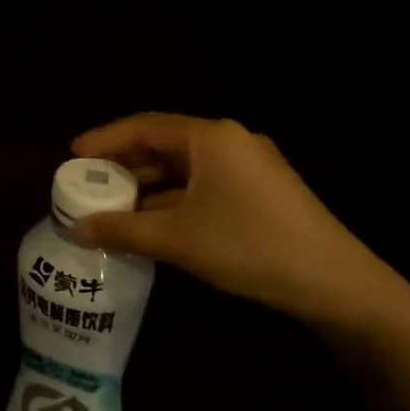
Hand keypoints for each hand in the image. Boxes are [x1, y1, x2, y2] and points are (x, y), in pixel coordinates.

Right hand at [70, 112, 392, 324]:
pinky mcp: (260, 190)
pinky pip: (202, 184)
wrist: (337, 283)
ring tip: (111, 205)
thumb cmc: (250, 247)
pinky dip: (172, 198)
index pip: (143, 126)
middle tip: (87, 183)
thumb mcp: (177, 239)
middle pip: (163, 143)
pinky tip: (152, 222)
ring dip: (147, 184)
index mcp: (210, 138)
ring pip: (183, 167)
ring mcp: (249, 165)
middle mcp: (229, 141)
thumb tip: (75, 229)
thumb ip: (121, 230)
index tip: (72, 155)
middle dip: (123, 164)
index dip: (104, 139)